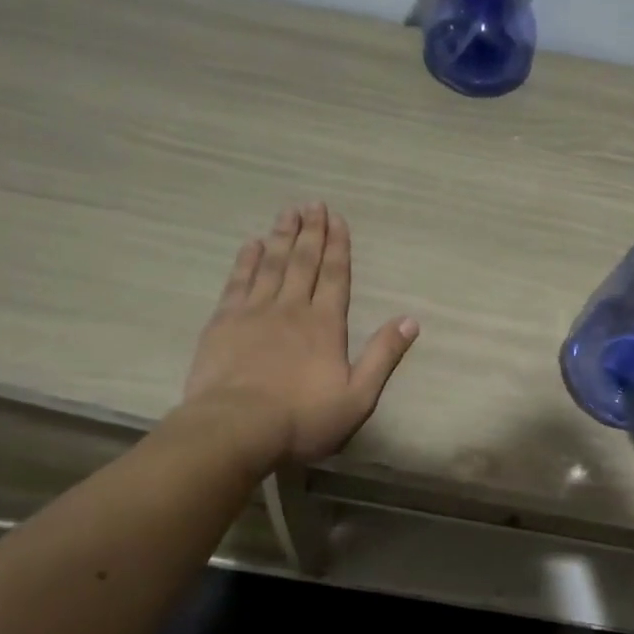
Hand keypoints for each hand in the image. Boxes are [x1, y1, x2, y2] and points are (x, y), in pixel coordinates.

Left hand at [177, 203, 417, 468]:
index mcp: (325, 325)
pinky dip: (246, 260)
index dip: (338, 246)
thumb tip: (411, 320)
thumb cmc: (302, 419)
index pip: (334, 276)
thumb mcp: (358, 397)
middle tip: (313, 204)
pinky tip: (252, 244)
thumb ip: (383, 356)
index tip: (337, 219)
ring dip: (281, 237)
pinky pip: (238, 282)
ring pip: (271, 264)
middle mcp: (291, 308)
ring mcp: (254, 312)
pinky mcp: (223, 323)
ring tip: (287, 212)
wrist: (236, 429)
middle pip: (303, 262)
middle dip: (311, 232)